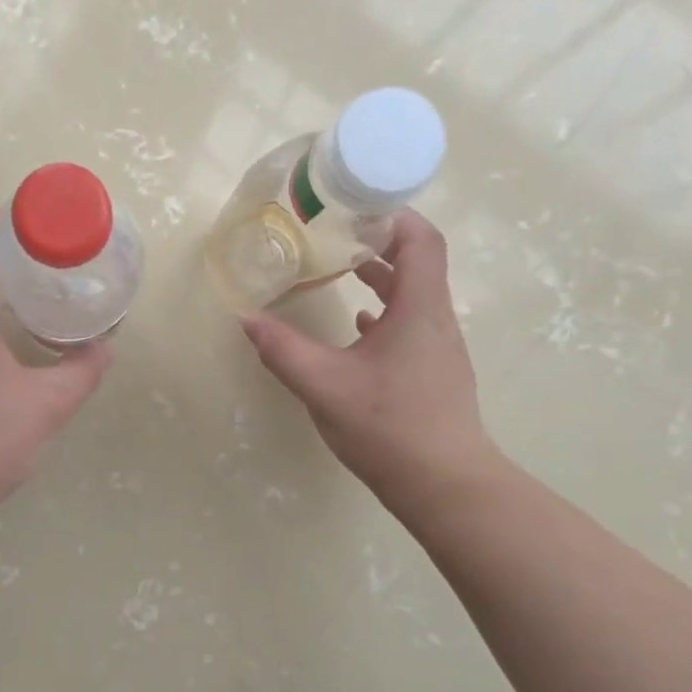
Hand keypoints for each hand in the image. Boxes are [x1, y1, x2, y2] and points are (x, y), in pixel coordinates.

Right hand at [241, 210, 500, 522]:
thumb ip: (283, 350)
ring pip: (414, 297)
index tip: (356, 207)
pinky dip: (384, 315)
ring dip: (382, 278)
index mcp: (419, 310)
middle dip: (379, 243)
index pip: (421, 240)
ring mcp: (439, 348)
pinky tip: (357, 328)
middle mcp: (436, 320)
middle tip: (336, 235)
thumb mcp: (324, 386)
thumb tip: (247, 318)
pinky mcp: (434, 373)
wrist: (444, 484)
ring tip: (342, 271)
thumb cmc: (389, 427)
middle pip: (418, 263)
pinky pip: (411, 326)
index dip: (394, 216)